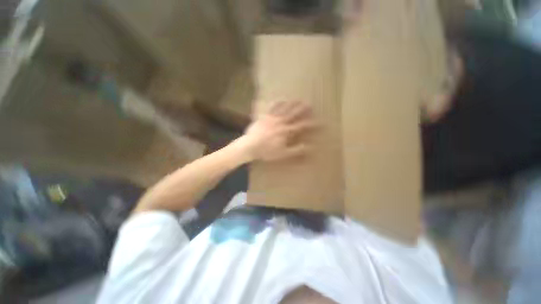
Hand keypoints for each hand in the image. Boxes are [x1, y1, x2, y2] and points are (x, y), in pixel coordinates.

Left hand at [239, 101, 316, 161]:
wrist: (250, 146)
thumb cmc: (266, 151)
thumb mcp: (283, 154)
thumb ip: (296, 150)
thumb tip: (309, 147)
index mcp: (286, 131)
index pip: (301, 126)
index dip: (311, 124)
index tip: (319, 122)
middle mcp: (280, 122)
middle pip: (293, 114)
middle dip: (302, 109)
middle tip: (310, 104)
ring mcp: (271, 118)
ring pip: (284, 109)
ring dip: (292, 104)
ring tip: (298, 99)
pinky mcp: (264, 117)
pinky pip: (271, 108)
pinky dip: (276, 103)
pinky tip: (279, 99)